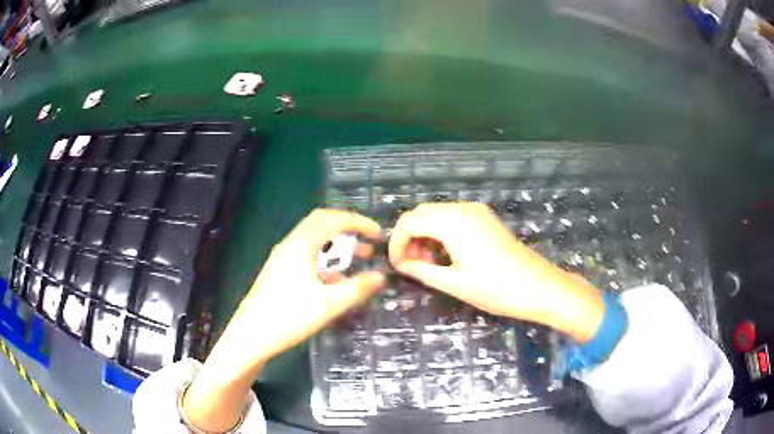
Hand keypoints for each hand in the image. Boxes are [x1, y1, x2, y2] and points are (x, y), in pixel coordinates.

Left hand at [184, 209, 383, 431]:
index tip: (378, 234)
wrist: (250, 336)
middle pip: (321, 223)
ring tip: (358, 258)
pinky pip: (306, 254)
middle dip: (348, 229)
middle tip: (369, 242)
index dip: (358, 222)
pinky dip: (325, 258)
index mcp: (300, 245)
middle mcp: (289, 245)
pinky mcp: (278, 271)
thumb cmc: (289, 317)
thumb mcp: (329, 304)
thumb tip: (381, 276)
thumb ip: (357, 289)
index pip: (332, 219)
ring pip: (314, 240)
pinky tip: (335, 279)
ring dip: (337, 245)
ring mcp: (281, 258)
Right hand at [389, 202, 603, 342]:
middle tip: (412, 266)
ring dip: (425, 235)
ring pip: (436, 214)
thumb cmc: (495, 288)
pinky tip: (445, 254)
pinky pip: (453, 218)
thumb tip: (402, 266)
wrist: (537, 286)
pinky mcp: (485, 218)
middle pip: (421, 213)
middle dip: (410, 238)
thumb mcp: (453, 283)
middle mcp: (462, 209)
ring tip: (428, 264)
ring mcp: (476, 211)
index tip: (396, 266)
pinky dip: (441, 232)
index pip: (409, 222)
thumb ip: (421, 271)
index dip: (396, 243)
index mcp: (452, 222)